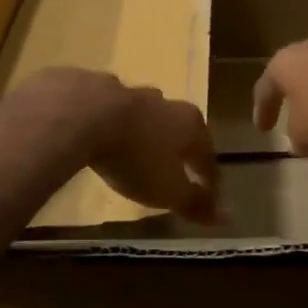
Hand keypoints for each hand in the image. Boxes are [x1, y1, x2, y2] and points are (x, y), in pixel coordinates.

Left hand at [90, 84, 221, 223]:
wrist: (83, 113)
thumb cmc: (136, 156)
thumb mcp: (168, 190)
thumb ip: (194, 203)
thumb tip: (225, 217)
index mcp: (190, 125)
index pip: (208, 157)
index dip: (210, 181)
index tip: (210, 200)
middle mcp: (167, 102)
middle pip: (180, 130)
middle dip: (180, 150)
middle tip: (177, 169)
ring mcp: (132, 92)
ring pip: (146, 116)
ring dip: (146, 132)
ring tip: (140, 149)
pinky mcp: (99, 89)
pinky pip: (113, 111)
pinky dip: (114, 124)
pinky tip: (104, 132)